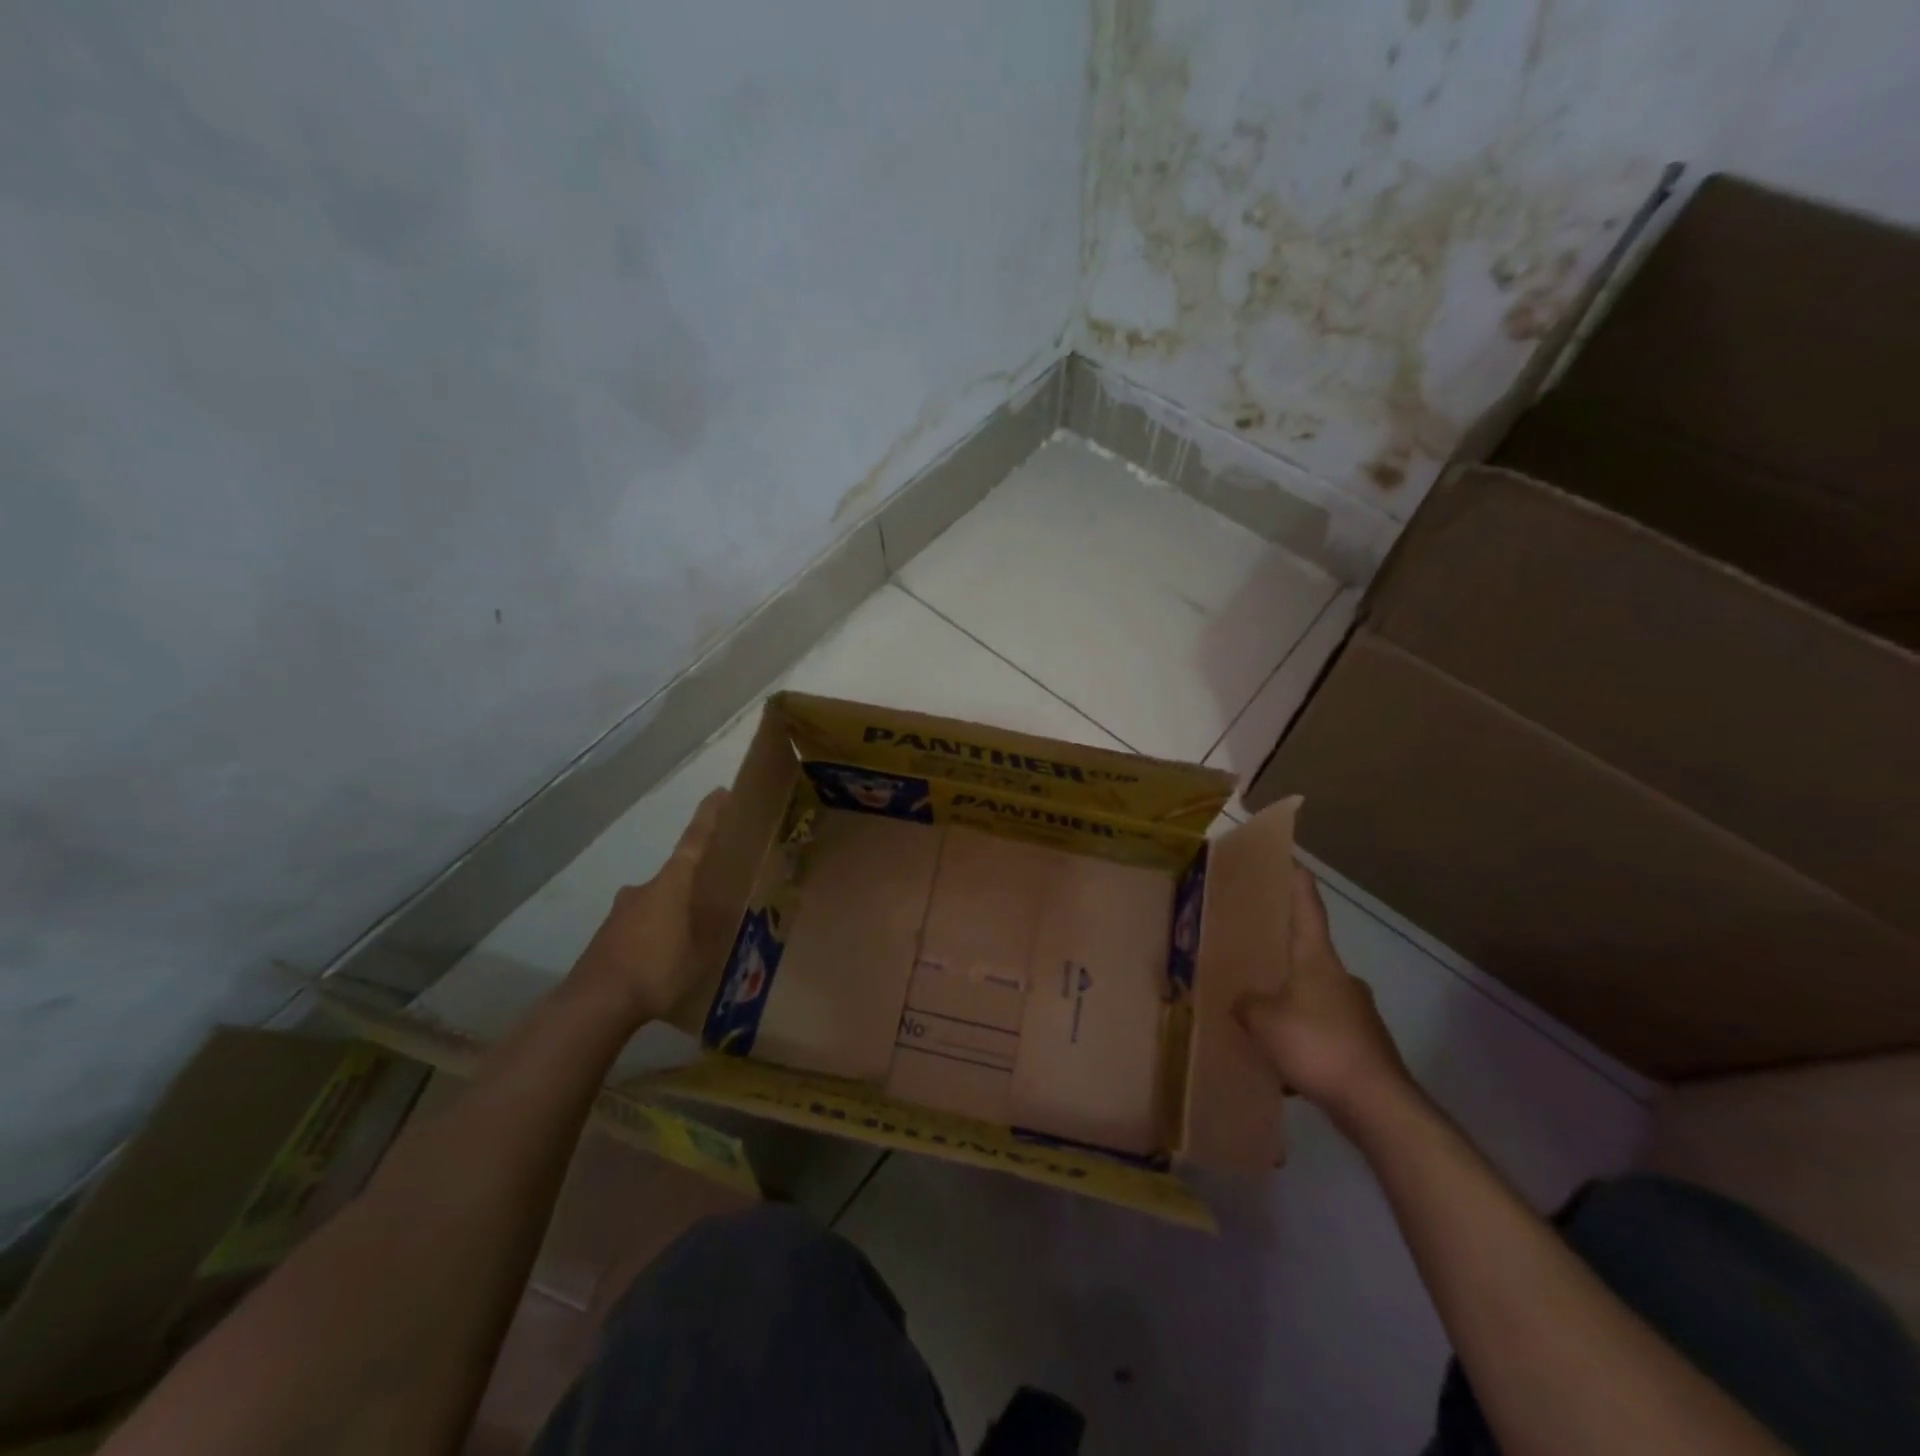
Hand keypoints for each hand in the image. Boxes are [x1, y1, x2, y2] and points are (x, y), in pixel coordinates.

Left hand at [571, 789, 728, 1024]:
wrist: (594, 1003)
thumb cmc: (657, 971)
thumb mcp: (702, 954)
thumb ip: (714, 929)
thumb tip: (727, 911)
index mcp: (672, 884)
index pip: (695, 841)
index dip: (709, 816)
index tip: (720, 792)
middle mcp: (644, 889)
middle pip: (675, 875)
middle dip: (694, 885)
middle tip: (714, 901)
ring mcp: (621, 911)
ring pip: (656, 902)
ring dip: (672, 913)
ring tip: (690, 940)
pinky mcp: (607, 935)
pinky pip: (640, 925)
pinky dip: (654, 934)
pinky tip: (663, 961)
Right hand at [1235, 866, 1412, 1126]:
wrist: (1376, 1104)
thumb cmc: (1317, 1044)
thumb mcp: (1263, 1020)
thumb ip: (1247, 1005)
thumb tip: (1244, 1003)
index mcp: (1317, 961)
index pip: (1308, 910)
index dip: (1298, 885)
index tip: (1293, 862)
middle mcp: (1341, 979)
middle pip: (1309, 956)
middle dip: (1285, 958)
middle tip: (1255, 959)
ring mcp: (1358, 1014)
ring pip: (1315, 999)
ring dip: (1293, 1006)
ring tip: (1261, 1021)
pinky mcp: (1364, 1048)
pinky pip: (1324, 1034)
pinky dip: (1304, 1041)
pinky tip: (1283, 1064)